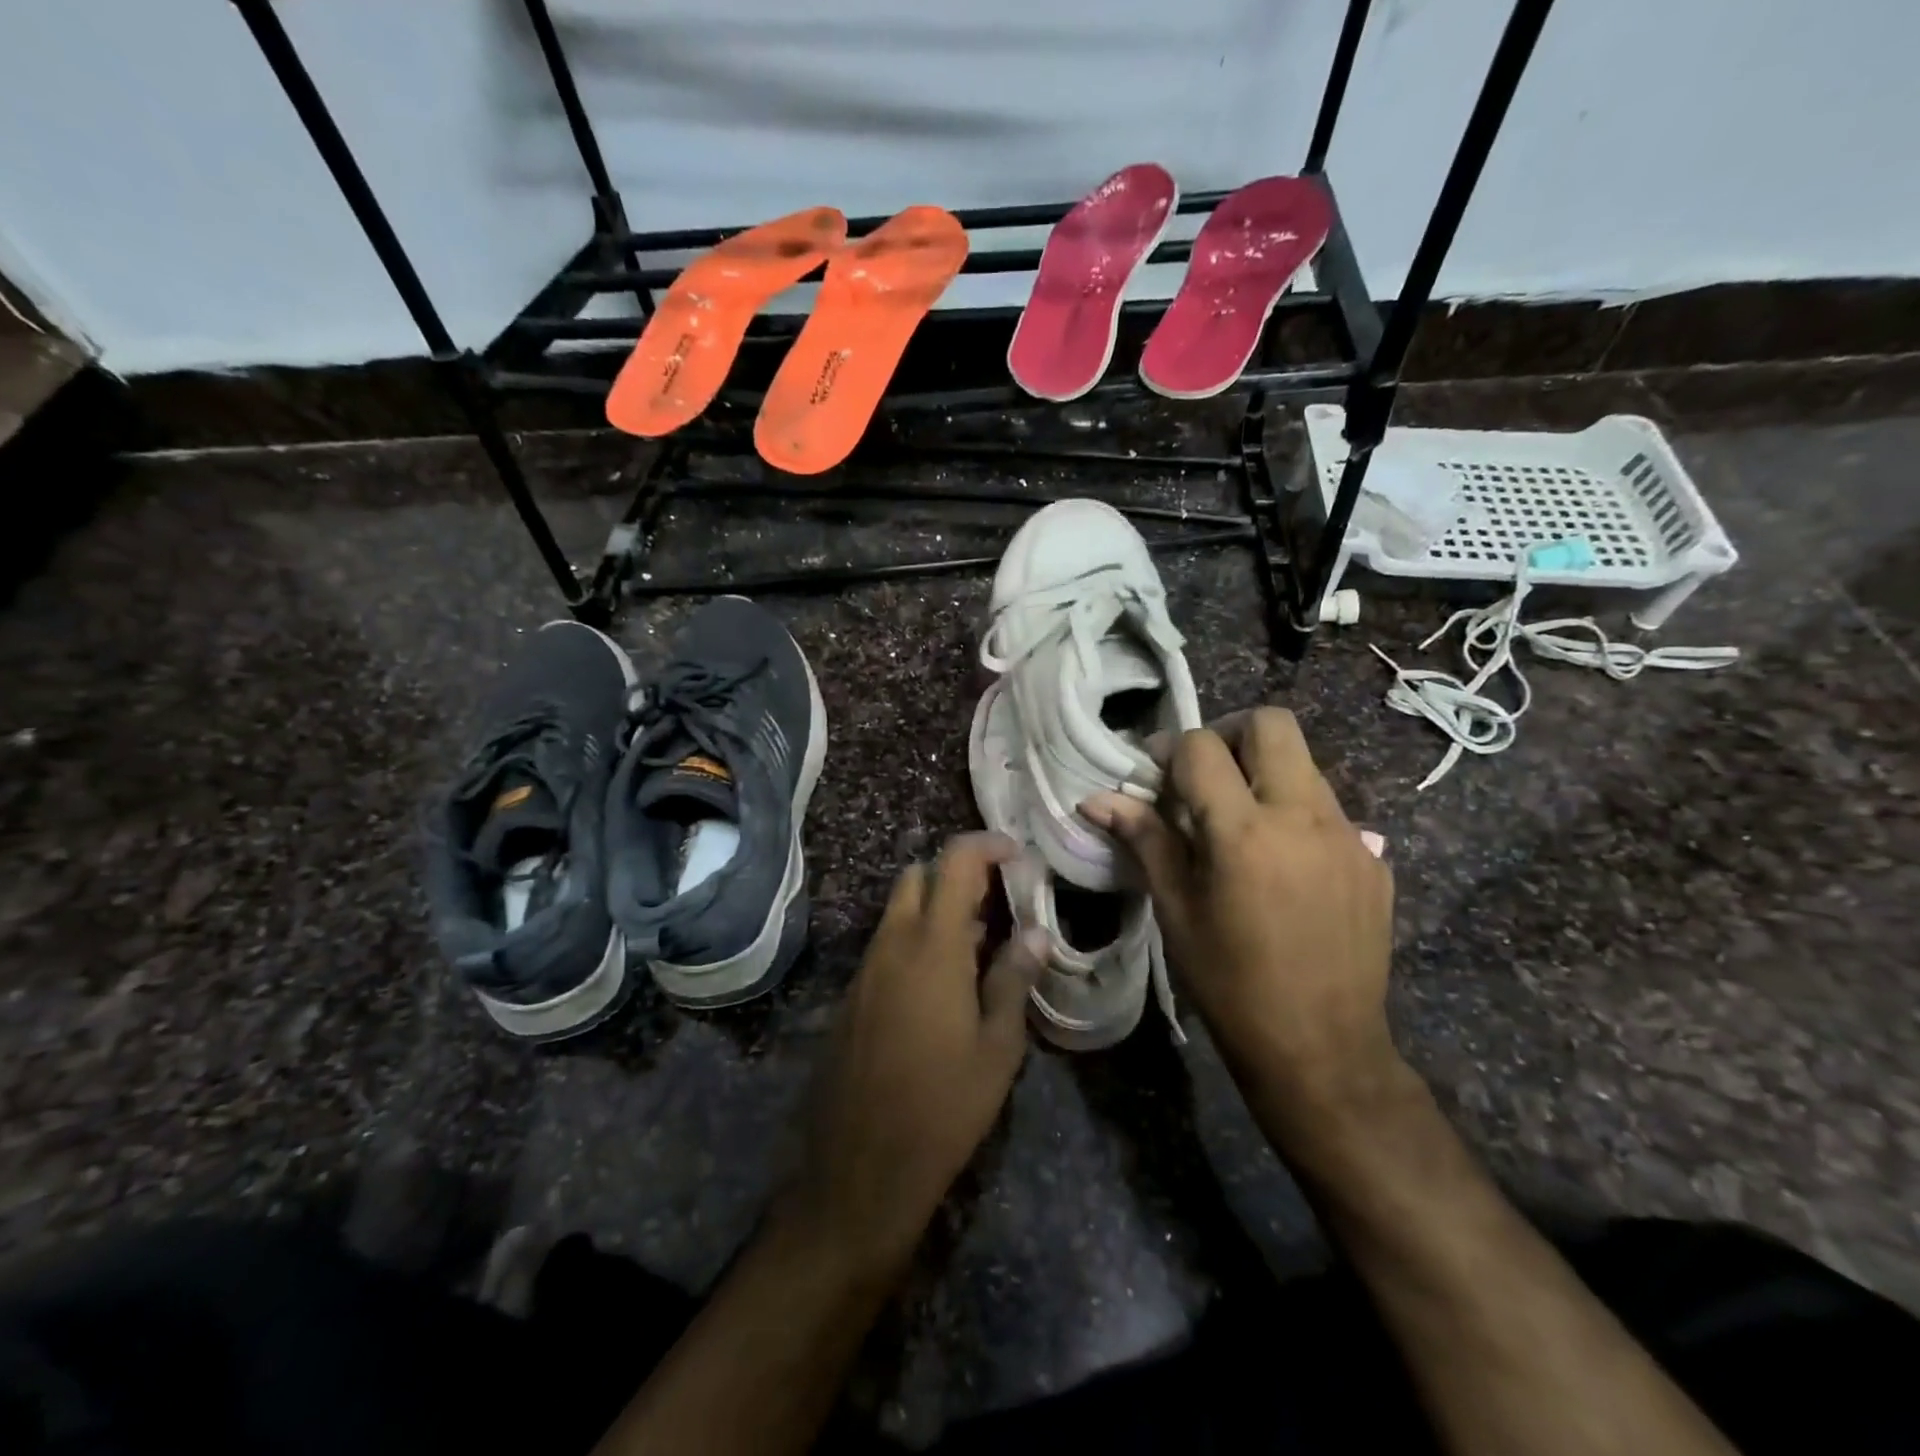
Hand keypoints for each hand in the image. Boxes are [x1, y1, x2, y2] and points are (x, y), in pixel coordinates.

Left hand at [785, 832, 1046, 1272]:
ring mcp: (865, 969)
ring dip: (935, 909)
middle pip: (917, 877)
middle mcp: (891, 944)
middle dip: (956, 875)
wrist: (860, 1167)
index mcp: (932, 946)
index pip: (954, 863)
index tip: (1016, 853)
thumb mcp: (997, 1047)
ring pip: (898, 910)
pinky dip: (914, 940)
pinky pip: (885, 945)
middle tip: (996, 903)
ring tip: (977, 947)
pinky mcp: (851, 995)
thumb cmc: (944, 1107)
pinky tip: (941, 984)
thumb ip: (1014, 978)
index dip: (986, 845)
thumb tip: (1036, 932)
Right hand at [1082, 708, 1400, 1119]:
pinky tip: (1281, 864)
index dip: (1170, 750)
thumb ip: (1145, 840)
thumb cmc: (1229, 982)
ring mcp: (1348, 835)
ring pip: (1305, 763)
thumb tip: (1097, 798)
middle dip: (1229, 733)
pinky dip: (1295, 813)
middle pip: (1271, 724)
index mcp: (1243, 831)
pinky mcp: (1374, 859)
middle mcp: (1302, 817)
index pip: (1201, 747)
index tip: (1155, 775)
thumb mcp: (1176, 910)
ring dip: (1265, 771)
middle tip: (1206, 774)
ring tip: (1240, 821)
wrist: (1322, 1048)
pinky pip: (1329, 809)